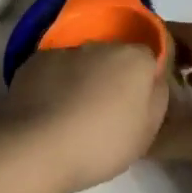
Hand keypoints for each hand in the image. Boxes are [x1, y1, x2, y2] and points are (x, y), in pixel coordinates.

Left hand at [0, 43, 168, 192]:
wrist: (36, 147)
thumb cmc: (101, 144)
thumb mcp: (147, 131)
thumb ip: (156, 98)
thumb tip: (153, 80)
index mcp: (134, 59)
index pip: (150, 57)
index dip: (147, 78)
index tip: (139, 102)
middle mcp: (100, 45)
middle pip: (115, 56)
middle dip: (114, 77)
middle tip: (107, 111)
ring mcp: (64, 50)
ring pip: (83, 61)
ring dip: (83, 79)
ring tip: (73, 113)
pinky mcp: (35, 61)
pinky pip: (54, 68)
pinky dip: (55, 82)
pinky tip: (49, 110)